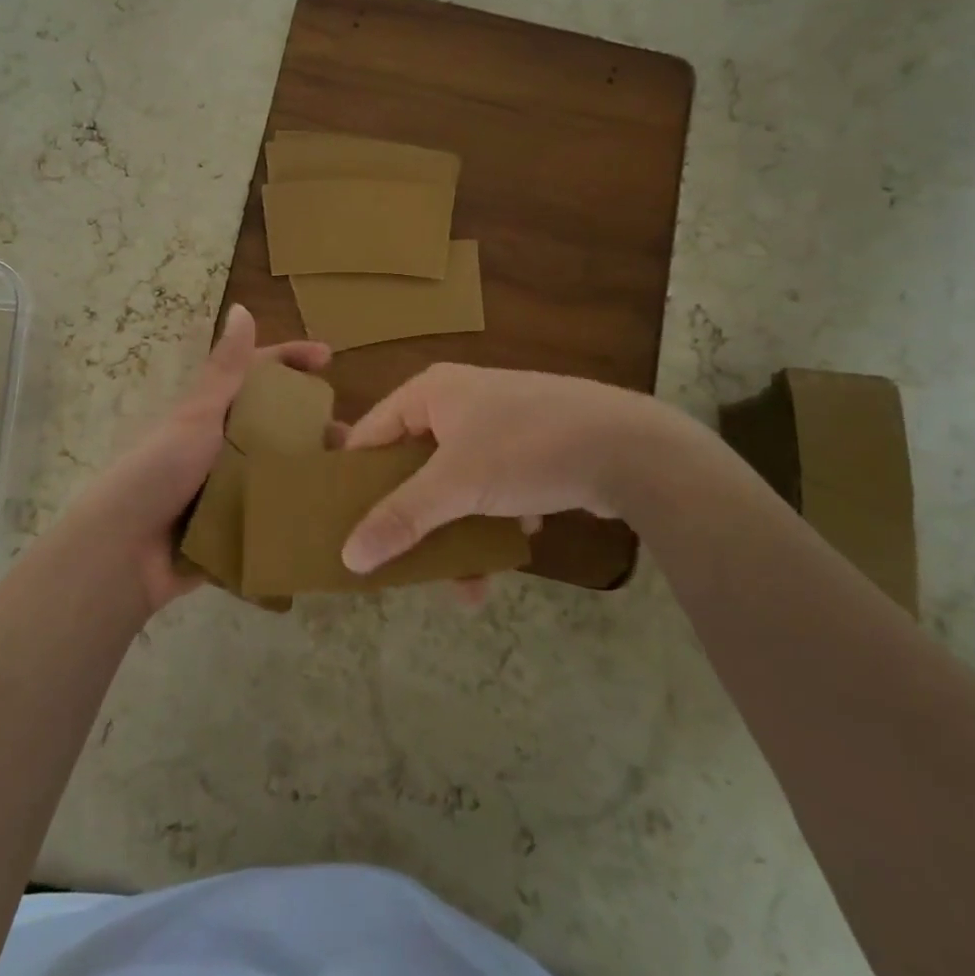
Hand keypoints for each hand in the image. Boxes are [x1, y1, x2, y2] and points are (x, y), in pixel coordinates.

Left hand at [59, 305, 329, 613]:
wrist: (123, 551)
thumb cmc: (157, 472)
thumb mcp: (196, 416)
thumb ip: (226, 370)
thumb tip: (242, 307)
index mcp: (211, 413)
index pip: (256, 374)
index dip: (290, 359)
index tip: (329, 358)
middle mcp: (221, 446)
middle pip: (276, 424)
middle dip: (314, 425)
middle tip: (355, 436)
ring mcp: (227, 488)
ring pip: (280, 470)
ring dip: (311, 470)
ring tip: (350, 479)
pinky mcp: (232, 527)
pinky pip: (272, 514)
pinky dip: (297, 511)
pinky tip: (334, 515)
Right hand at [340, 364, 678, 576]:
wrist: (631, 447)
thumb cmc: (527, 449)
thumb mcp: (456, 484)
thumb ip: (401, 519)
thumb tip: (347, 557)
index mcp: (430, 392)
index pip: (370, 435)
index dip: (354, 480)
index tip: (343, 525)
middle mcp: (458, 401)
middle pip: (414, 466)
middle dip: (413, 519)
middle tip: (400, 561)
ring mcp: (497, 423)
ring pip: (455, 484)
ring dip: (456, 532)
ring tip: (466, 583)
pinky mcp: (531, 447)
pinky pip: (493, 486)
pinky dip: (494, 519)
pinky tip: (513, 543)